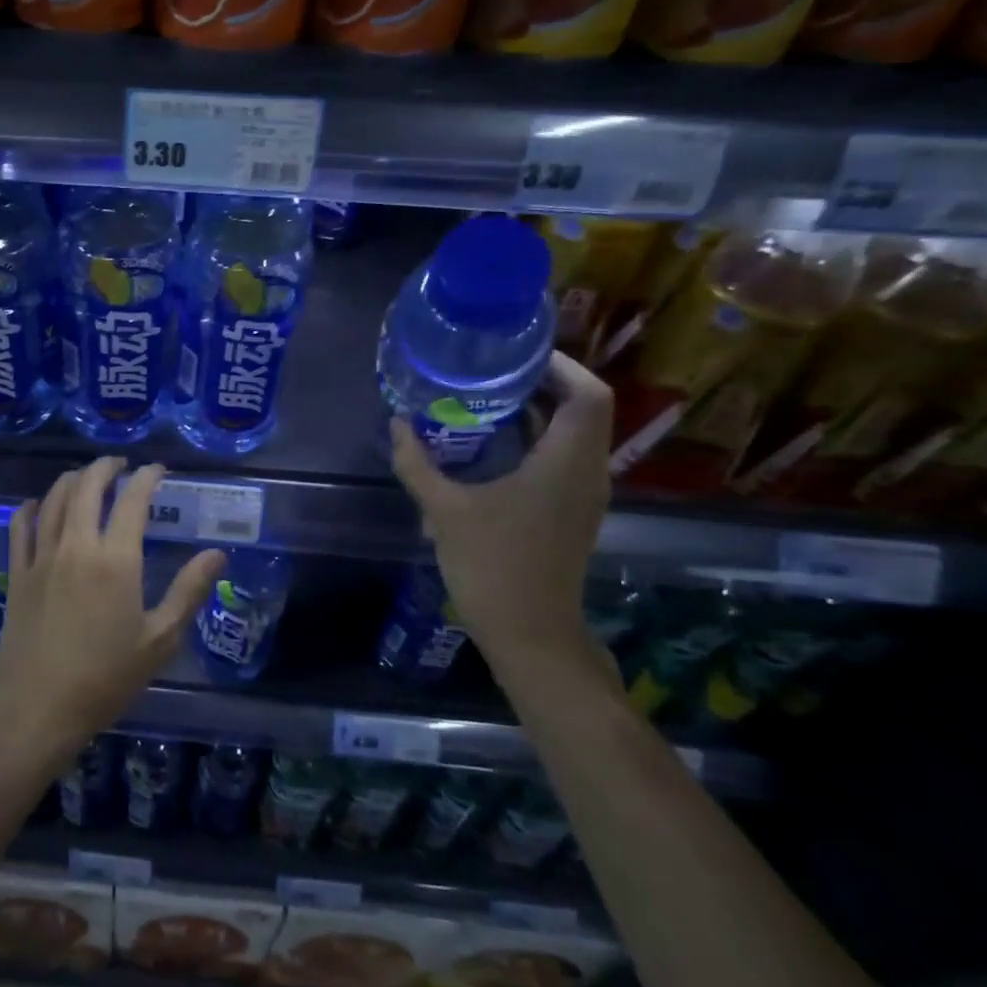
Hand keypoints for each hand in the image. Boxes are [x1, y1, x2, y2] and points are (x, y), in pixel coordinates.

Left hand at [0, 457, 225, 762]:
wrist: (38, 706)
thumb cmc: (106, 677)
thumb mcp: (159, 639)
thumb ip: (188, 591)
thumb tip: (217, 554)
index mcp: (116, 559)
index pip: (132, 500)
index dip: (146, 477)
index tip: (157, 470)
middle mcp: (76, 546)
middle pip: (87, 487)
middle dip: (106, 467)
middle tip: (120, 465)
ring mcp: (41, 557)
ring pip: (54, 498)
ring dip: (72, 479)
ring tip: (86, 477)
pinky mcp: (17, 573)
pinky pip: (21, 526)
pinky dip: (32, 507)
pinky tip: (39, 505)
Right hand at [390, 352, 612, 669]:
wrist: (529, 632)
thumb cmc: (493, 565)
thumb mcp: (444, 510)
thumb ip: (417, 463)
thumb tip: (397, 424)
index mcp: (567, 463)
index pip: (589, 393)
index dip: (560, 364)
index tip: (515, 353)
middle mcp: (587, 472)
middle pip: (584, 408)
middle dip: (542, 382)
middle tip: (491, 369)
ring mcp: (583, 494)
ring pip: (575, 433)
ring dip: (539, 411)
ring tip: (486, 398)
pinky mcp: (571, 511)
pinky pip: (563, 457)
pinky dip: (535, 439)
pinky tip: (492, 444)